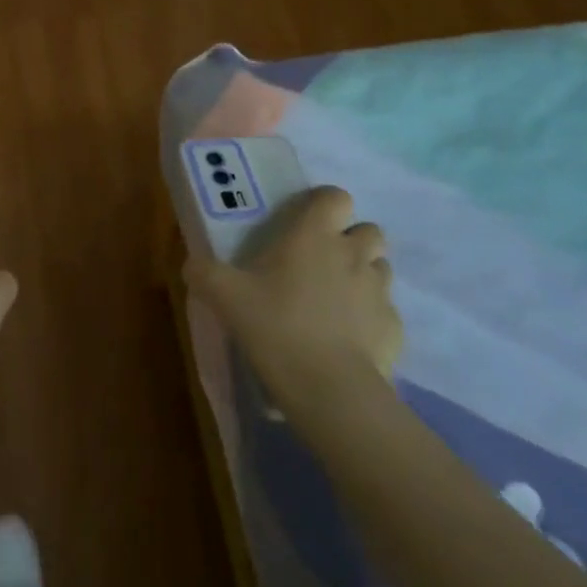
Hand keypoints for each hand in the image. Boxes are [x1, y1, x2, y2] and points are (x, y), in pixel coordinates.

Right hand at [184, 186, 401, 431]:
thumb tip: (191, 265)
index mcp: (315, 235)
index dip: (324, 203)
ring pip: (381, 268)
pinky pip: (386, 312)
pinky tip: (349, 339)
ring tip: (336, 299)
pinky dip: (371, 318)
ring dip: (363, 275)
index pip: (336, 196)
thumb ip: (204, 273)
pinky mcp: (394, 330)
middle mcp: (353, 254)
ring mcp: (379, 292)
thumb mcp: (224, 296)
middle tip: (321, 261)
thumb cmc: (276, 326)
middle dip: (351, 239)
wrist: (330, 390)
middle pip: (369, 230)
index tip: (306, 221)